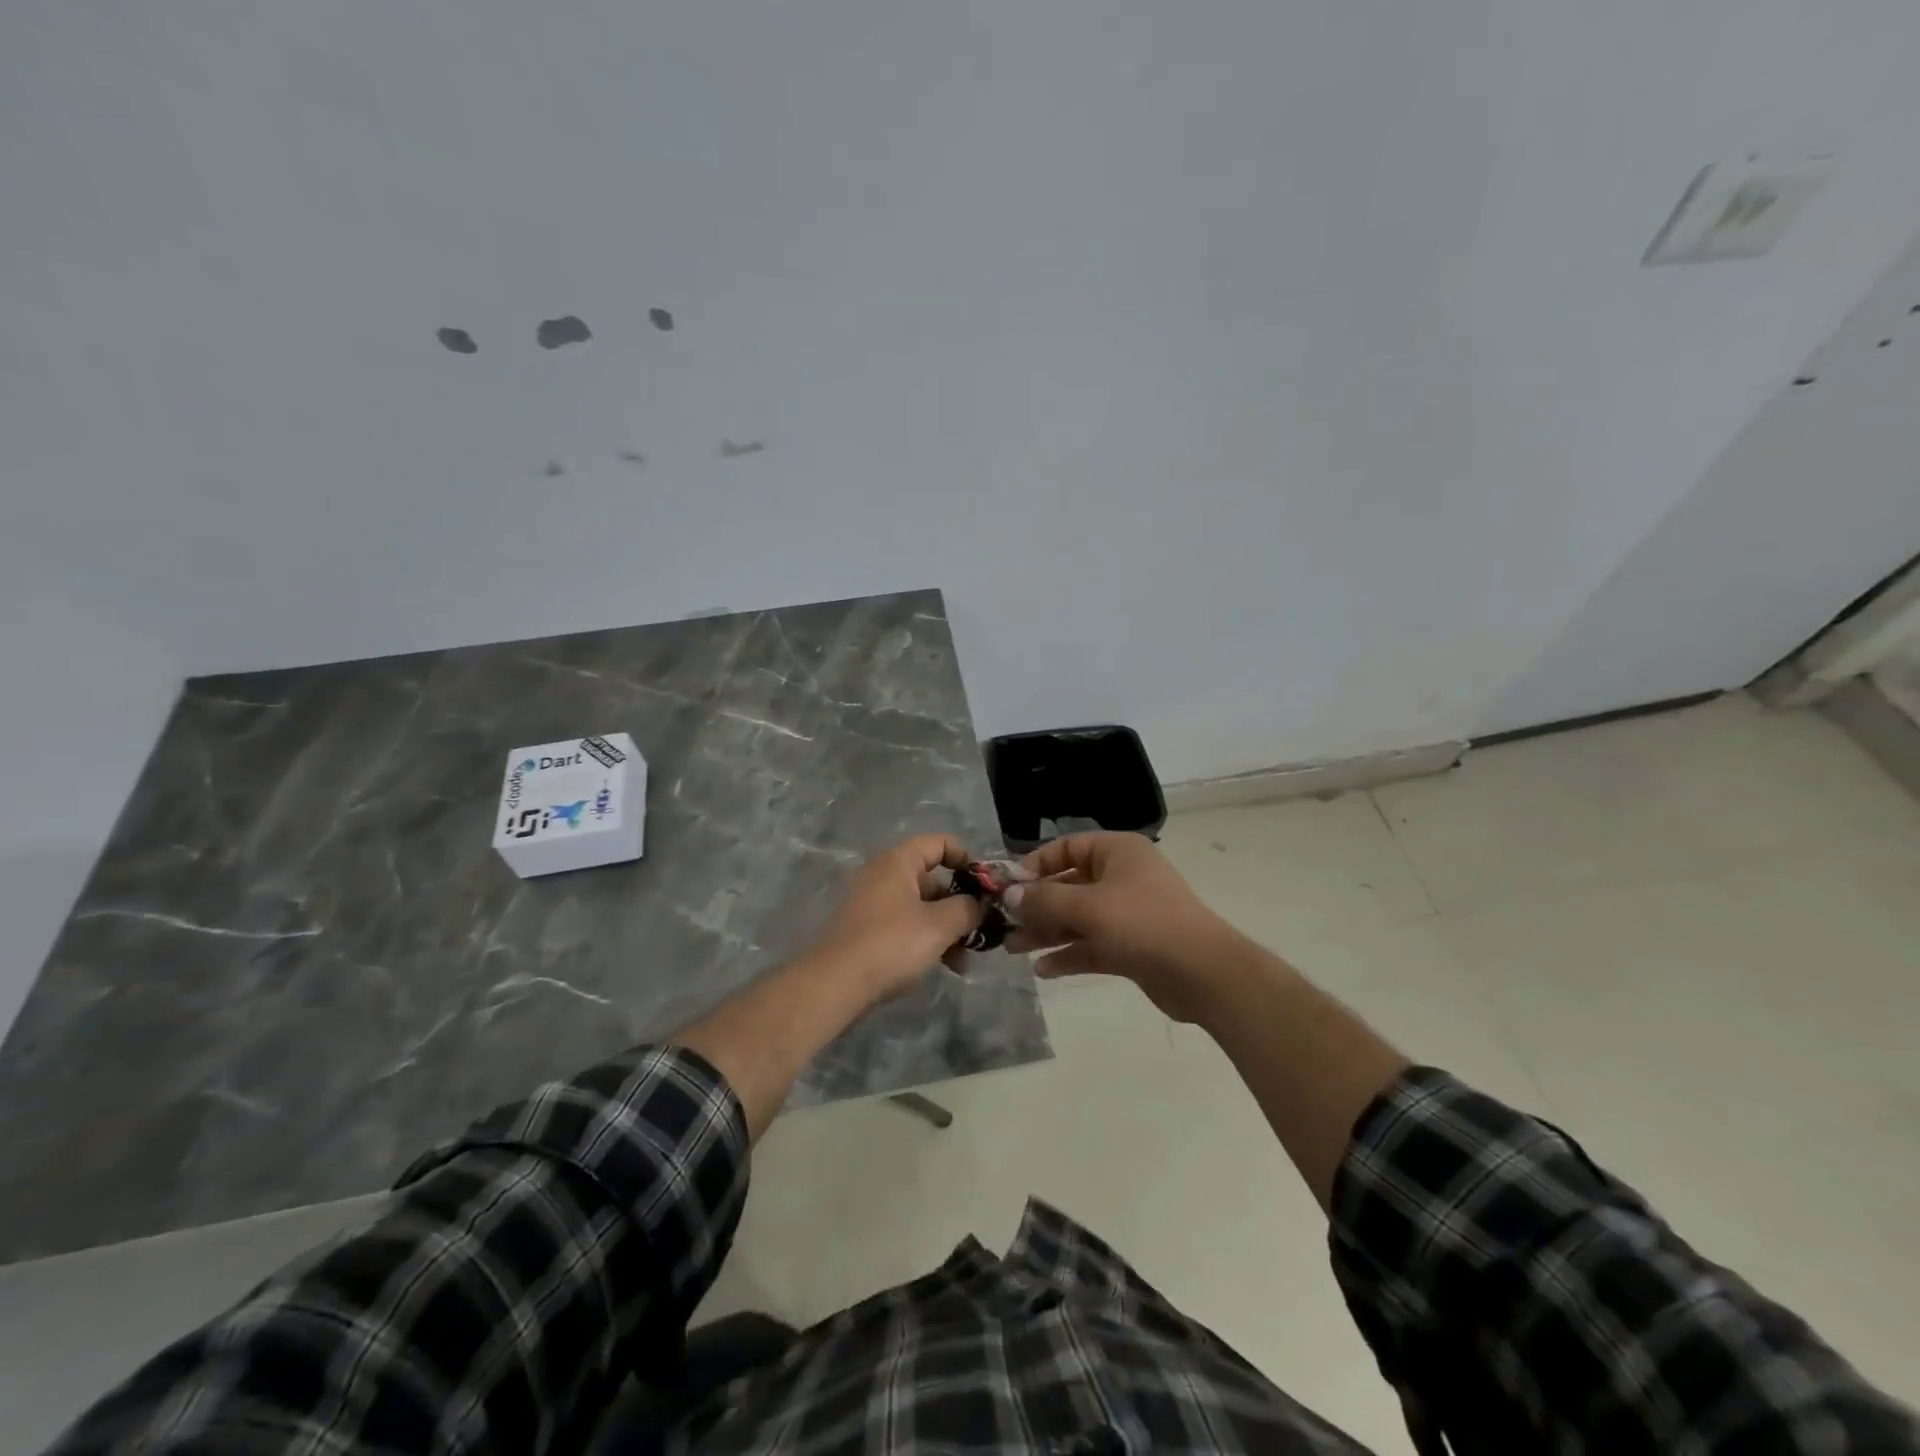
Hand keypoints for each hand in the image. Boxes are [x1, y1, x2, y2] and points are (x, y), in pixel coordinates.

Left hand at [802, 835, 983, 1000]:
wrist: (834, 984)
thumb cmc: (891, 944)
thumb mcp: (939, 925)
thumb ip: (967, 909)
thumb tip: (979, 905)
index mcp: (898, 862)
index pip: (940, 843)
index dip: (967, 859)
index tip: (986, 886)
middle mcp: (883, 875)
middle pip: (933, 879)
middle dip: (961, 906)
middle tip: (981, 931)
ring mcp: (872, 903)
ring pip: (921, 907)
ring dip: (947, 929)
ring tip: (964, 962)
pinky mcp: (866, 930)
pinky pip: (905, 926)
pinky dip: (926, 940)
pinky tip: (943, 967)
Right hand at [1003, 832, 1238, 1020]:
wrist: (1202, 973)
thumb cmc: (1143, 923)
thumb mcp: (1088, 906)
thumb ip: (1045, 899)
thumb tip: (1010, 894)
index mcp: (1116, 852)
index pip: (1066, 848)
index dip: (1035, 865)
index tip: (1008, 887)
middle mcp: (1121, 877)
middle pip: (1068, 885)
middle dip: (1036, 905)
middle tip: (1003, 923)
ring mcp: (1127, 913)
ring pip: (1077, 918)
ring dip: (1047, 932)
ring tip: (1013, 948)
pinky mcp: (1131, 946)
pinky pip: (1092, 945)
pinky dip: (1069, 954)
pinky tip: (1043, 969)